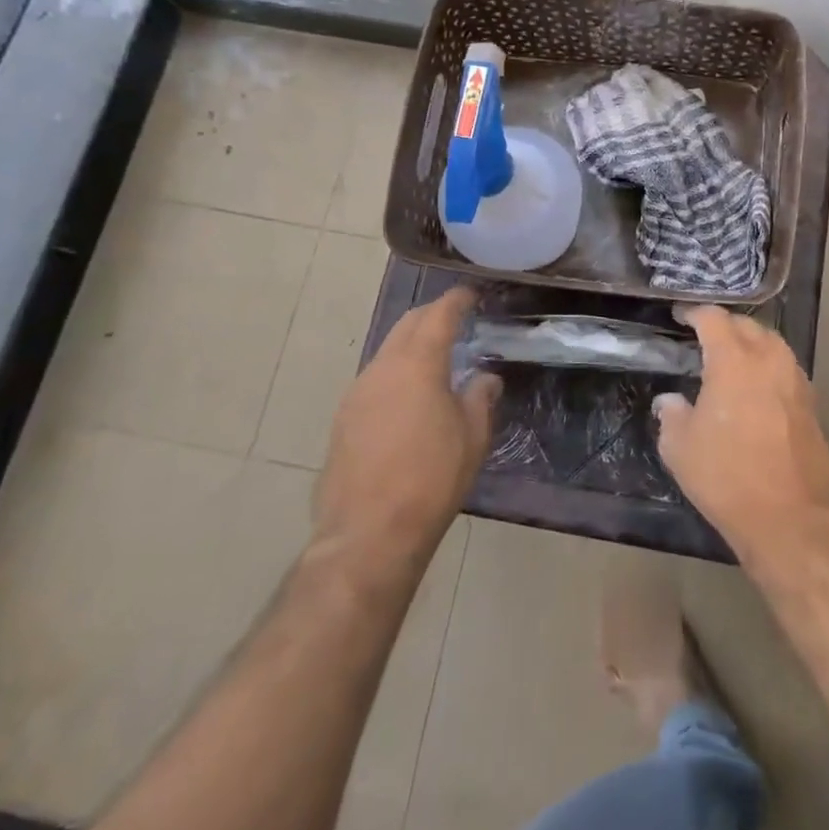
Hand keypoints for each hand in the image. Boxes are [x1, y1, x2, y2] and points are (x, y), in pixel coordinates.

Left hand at [313, 287, 500, 567]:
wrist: (369, 533)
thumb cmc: (431, 479)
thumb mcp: (472, 436)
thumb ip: (480, 397)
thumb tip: (485, 378)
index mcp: (418, 363)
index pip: (439, 314)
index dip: (457, 300)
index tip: (471, 295)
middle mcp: (383, 367)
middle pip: (408, 324)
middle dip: (432, 316)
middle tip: (456, 321)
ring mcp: (357, 392)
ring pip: (388, 350)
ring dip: (412, 345)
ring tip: (436, 360)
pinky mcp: (343, 419)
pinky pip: (375, 379)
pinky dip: (396, 372)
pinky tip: (409, 397)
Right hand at [652, 306, 828, 561]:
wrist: (791, 518)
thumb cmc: (727, 477)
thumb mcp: (680, 448)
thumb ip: (671, 415)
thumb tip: (669, 401)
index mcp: (734, 360)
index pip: (714, 319)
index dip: (695, 313)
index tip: (681, 316)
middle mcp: (769, 360)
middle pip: (748, 326)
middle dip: (725, 325)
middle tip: (705, 337)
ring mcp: (796, 381)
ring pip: (772, 344)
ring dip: (751, 343)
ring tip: (732, 359)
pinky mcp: (812, 405)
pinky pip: (786, 370)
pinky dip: (769, 367)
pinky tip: (757, 388)